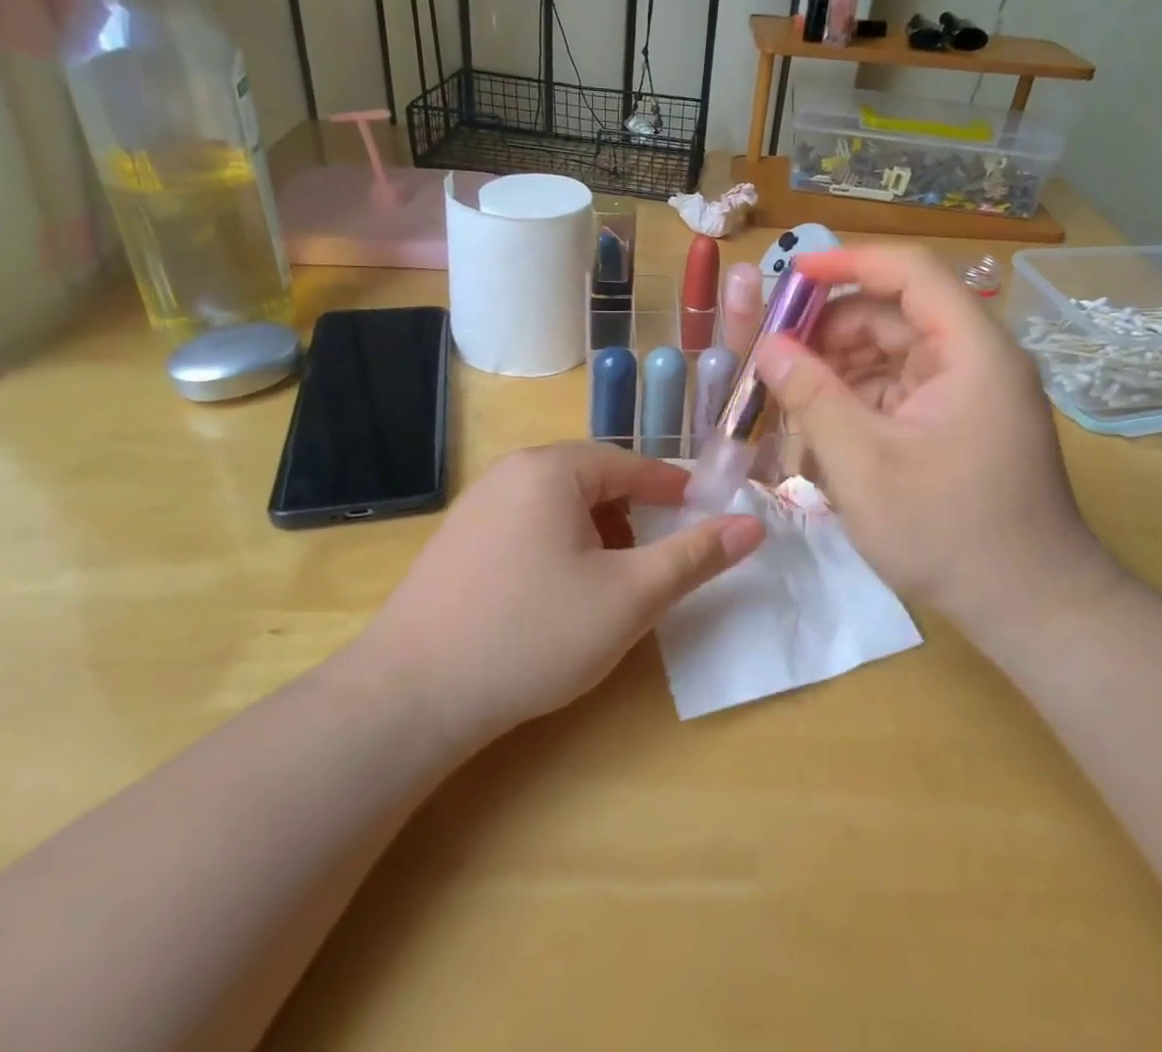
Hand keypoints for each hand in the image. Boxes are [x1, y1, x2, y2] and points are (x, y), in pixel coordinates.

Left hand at [353, 443, 764, 747]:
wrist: (408, 698)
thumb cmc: (532, 635)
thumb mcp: (629, 597)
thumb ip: (694, 556)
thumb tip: (752, 525)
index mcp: (551, 469)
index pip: (630, 463)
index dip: (672, 488)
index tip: (702, 512)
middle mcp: (510, 473)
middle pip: (593, 481)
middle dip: (633, 515)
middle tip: (656, 559)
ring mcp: (476, 506)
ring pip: (559, 506)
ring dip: (597, 534)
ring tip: (611, 583)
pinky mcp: (457, 542)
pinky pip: (527, 526)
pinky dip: (560, 547)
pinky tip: (558, 596)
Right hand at [755, 248, 1117, 633]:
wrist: (1033, 609)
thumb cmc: (949, 532)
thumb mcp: (864, 463)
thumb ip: (812, 396)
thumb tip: (769, 345)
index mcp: (972, 350)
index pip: (911, 272)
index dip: (848, 264)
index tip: (792, 276)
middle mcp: (977, 359)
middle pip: (896, 316)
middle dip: (832, 332)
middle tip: (775, 358)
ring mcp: (971, 393)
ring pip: (893, 356)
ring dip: (840, 372)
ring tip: (791, 403)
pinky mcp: (960, 423)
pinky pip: (901, 391)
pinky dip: (860, 403)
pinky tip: (823, 432)